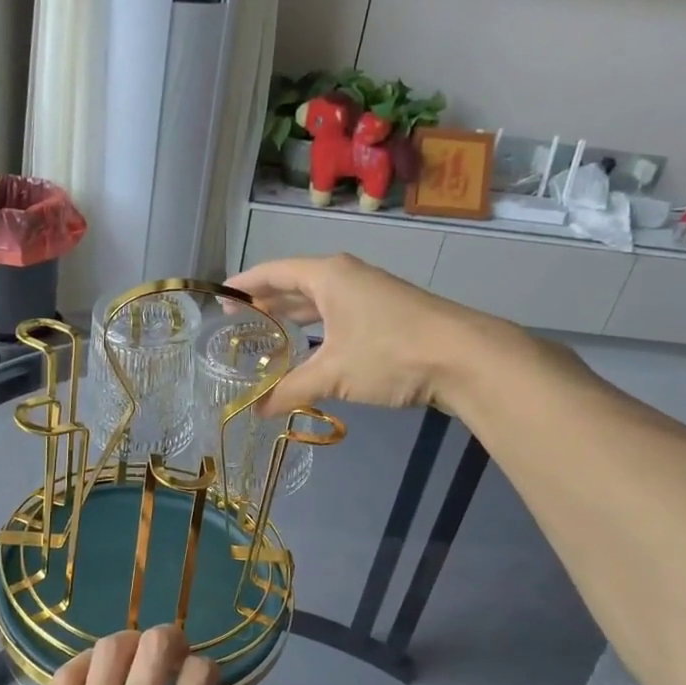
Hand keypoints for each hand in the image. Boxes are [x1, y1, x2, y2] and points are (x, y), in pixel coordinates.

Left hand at [0, 627, 240, 684]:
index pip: (199, 676)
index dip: (209, 669)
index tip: (206, 682)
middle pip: (155, 646)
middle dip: (173, 638)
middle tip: (175, 652)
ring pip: (110, 651)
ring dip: (130, 643)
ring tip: (135, 656)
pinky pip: (66, 677)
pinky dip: (84, 662)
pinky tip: (93, 672)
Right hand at [227, 254, 480, 417]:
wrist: (465, 357)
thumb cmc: (389, 352)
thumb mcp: (333, 374)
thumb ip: (290, 390)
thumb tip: (256, 412)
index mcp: (328, 275)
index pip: (273, 272)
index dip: (244, 285)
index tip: (220, 298)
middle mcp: (346, 277)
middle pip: (295, 284)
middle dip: (266, 302)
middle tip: (237, 322)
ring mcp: (369, 295)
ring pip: (319, 301)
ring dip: (293, 316)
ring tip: (266, 335)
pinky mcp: (386, 315)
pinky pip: (338, 316)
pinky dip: (317, 329)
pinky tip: (310, 349)